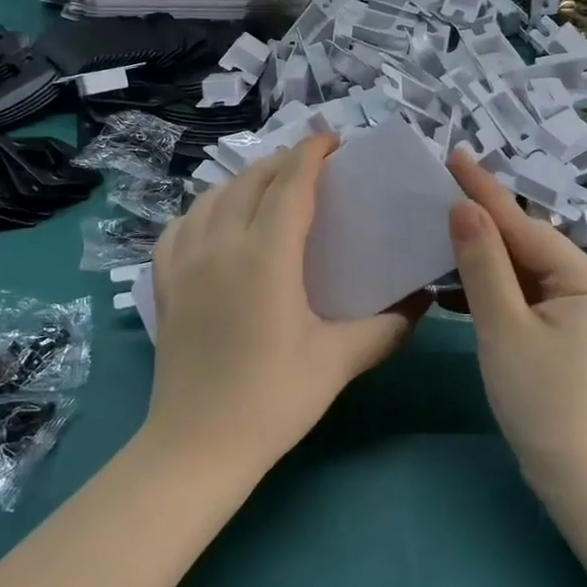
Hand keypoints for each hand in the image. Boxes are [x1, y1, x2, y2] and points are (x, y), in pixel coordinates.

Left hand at [145, 135, 419, 475]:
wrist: (197, 446)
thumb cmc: (273, 400)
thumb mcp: (338, 361)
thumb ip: (386, 326)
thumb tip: (422, 302)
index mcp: (266, 255)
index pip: (290, 184)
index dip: (311, 154)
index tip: (332, 141)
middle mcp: (221, 244)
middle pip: (250, 181)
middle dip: (282, 163)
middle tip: (311, 169)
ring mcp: (185, 261)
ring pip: (213, 197)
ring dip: (244, 181)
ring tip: (268, 189)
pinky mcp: (163, 283)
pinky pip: (181, 226)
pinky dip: (204, 210)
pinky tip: (215, 222)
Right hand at [446, 152, 586, 491]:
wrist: (583, 480)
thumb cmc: (543, 401)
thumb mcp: (504, 328)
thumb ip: (483, 265)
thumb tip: (463, 208)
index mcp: (584, 277)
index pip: (522, 224)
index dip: (482, 190)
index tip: (452, 155)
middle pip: (524, 244)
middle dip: (479, 221)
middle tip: (435, 193)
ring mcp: (579, 311)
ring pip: (521, 271)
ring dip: (480, 258)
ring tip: (435, 234)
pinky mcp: (565, 333)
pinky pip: (523, 297)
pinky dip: (490, 291)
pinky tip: (452, 288)